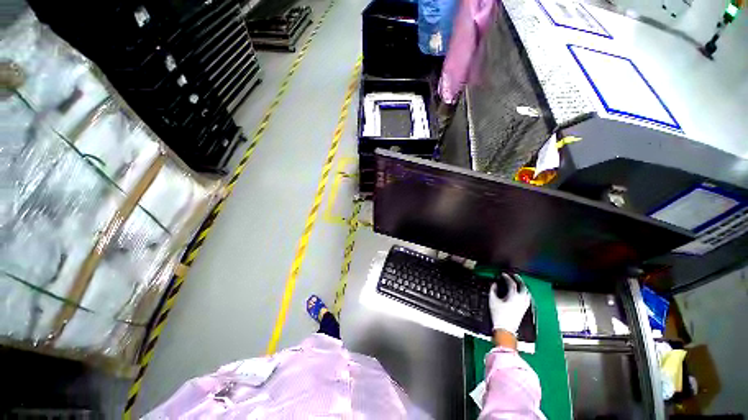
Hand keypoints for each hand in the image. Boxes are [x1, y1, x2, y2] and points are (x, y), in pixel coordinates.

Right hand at [489, 273, 530, 334]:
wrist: (505, 329)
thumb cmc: (498, 314)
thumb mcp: (493, 300)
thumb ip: (493, 290)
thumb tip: (494, 284)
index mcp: (513, 296)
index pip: (512, 284)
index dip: (507, 277)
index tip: (503, 274)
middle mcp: (521, 299)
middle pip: (523, 287)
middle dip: (519, 280)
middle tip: (514, 275)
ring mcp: (524, 305)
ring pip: (527, 292)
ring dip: (523, 286)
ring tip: (518, 282)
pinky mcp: (524, 309)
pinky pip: (527, 298)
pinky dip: (525, 292)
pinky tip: (522, 293)